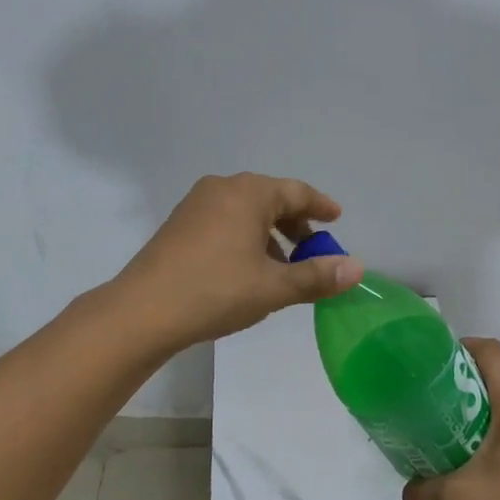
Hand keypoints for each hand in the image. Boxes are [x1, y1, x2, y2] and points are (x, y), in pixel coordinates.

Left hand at [110, 174, 363, 355]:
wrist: (142, 311)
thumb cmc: (215, 291)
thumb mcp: (273, 288)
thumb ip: (316, 276)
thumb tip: (357, 268)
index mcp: (248, 193)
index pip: (296, 192)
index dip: (320, 206)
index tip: (337, 219)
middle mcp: (222, 188)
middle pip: (270, 198)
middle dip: (295, 223)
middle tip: (314, 248)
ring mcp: (196, 205)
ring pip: (245, 211)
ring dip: (270, 234)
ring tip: (283, 266)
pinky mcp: (179, 225)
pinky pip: (224, 221)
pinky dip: (245, 237)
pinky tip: (248, 269)